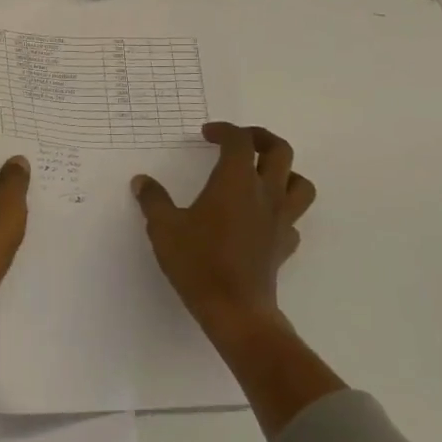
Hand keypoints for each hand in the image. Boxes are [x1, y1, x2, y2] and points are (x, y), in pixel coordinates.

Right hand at [132, 122, 315, 334]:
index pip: (239, 141)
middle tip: (240, 141)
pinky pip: (293, 219)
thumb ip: (153, 200)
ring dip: (284, 172)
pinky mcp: (284, 245)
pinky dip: (281, 211)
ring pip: (300, 183)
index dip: (224, 130)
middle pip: (280, 151)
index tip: (206, 134)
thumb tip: (142, 181)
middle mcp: (265, 194)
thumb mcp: (164, 228)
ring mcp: (280, 221)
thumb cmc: (198, 262)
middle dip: (261, 138)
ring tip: (261, 175)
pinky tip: (261, 219)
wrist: (235, 310)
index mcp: (236, 182)